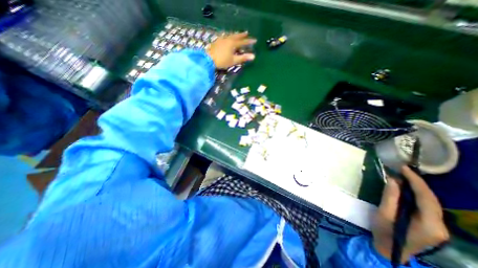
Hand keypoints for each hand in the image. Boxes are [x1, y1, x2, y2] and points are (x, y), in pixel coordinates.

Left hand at [206, 31, 255, 68]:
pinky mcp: (217, 42)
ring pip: (230, 35)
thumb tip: (253, 56)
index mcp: (233, 43)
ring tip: (238, 35)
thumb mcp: (234, 60)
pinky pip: (225, 37)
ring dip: (235, 35)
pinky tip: (227, 38)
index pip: (243, 42)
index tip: (255, 40)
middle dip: (242, 35)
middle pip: (236, 36)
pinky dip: (229, 37)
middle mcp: (228, 39)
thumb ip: (243, 58)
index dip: (249, 41)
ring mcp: (221, 39)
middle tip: (246, 33)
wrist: (208, 59)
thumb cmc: (222, 61)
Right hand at [373, 166, 447, 262]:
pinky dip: (416, 194)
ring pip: (430, 202)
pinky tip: (406, 188)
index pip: (427, 198)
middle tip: (402, 170)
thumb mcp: (383, 214)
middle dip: (418, 183)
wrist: (389, 250)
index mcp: (429, 225)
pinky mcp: (430, 225)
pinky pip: (426, 206)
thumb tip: (394, 180)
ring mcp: (437, 227)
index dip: (416, 181)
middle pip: (432, 200)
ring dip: (417, 188)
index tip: (404, 168)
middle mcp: (439, 226)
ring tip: (403, 175)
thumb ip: (390, 197)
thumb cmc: (384, 232)